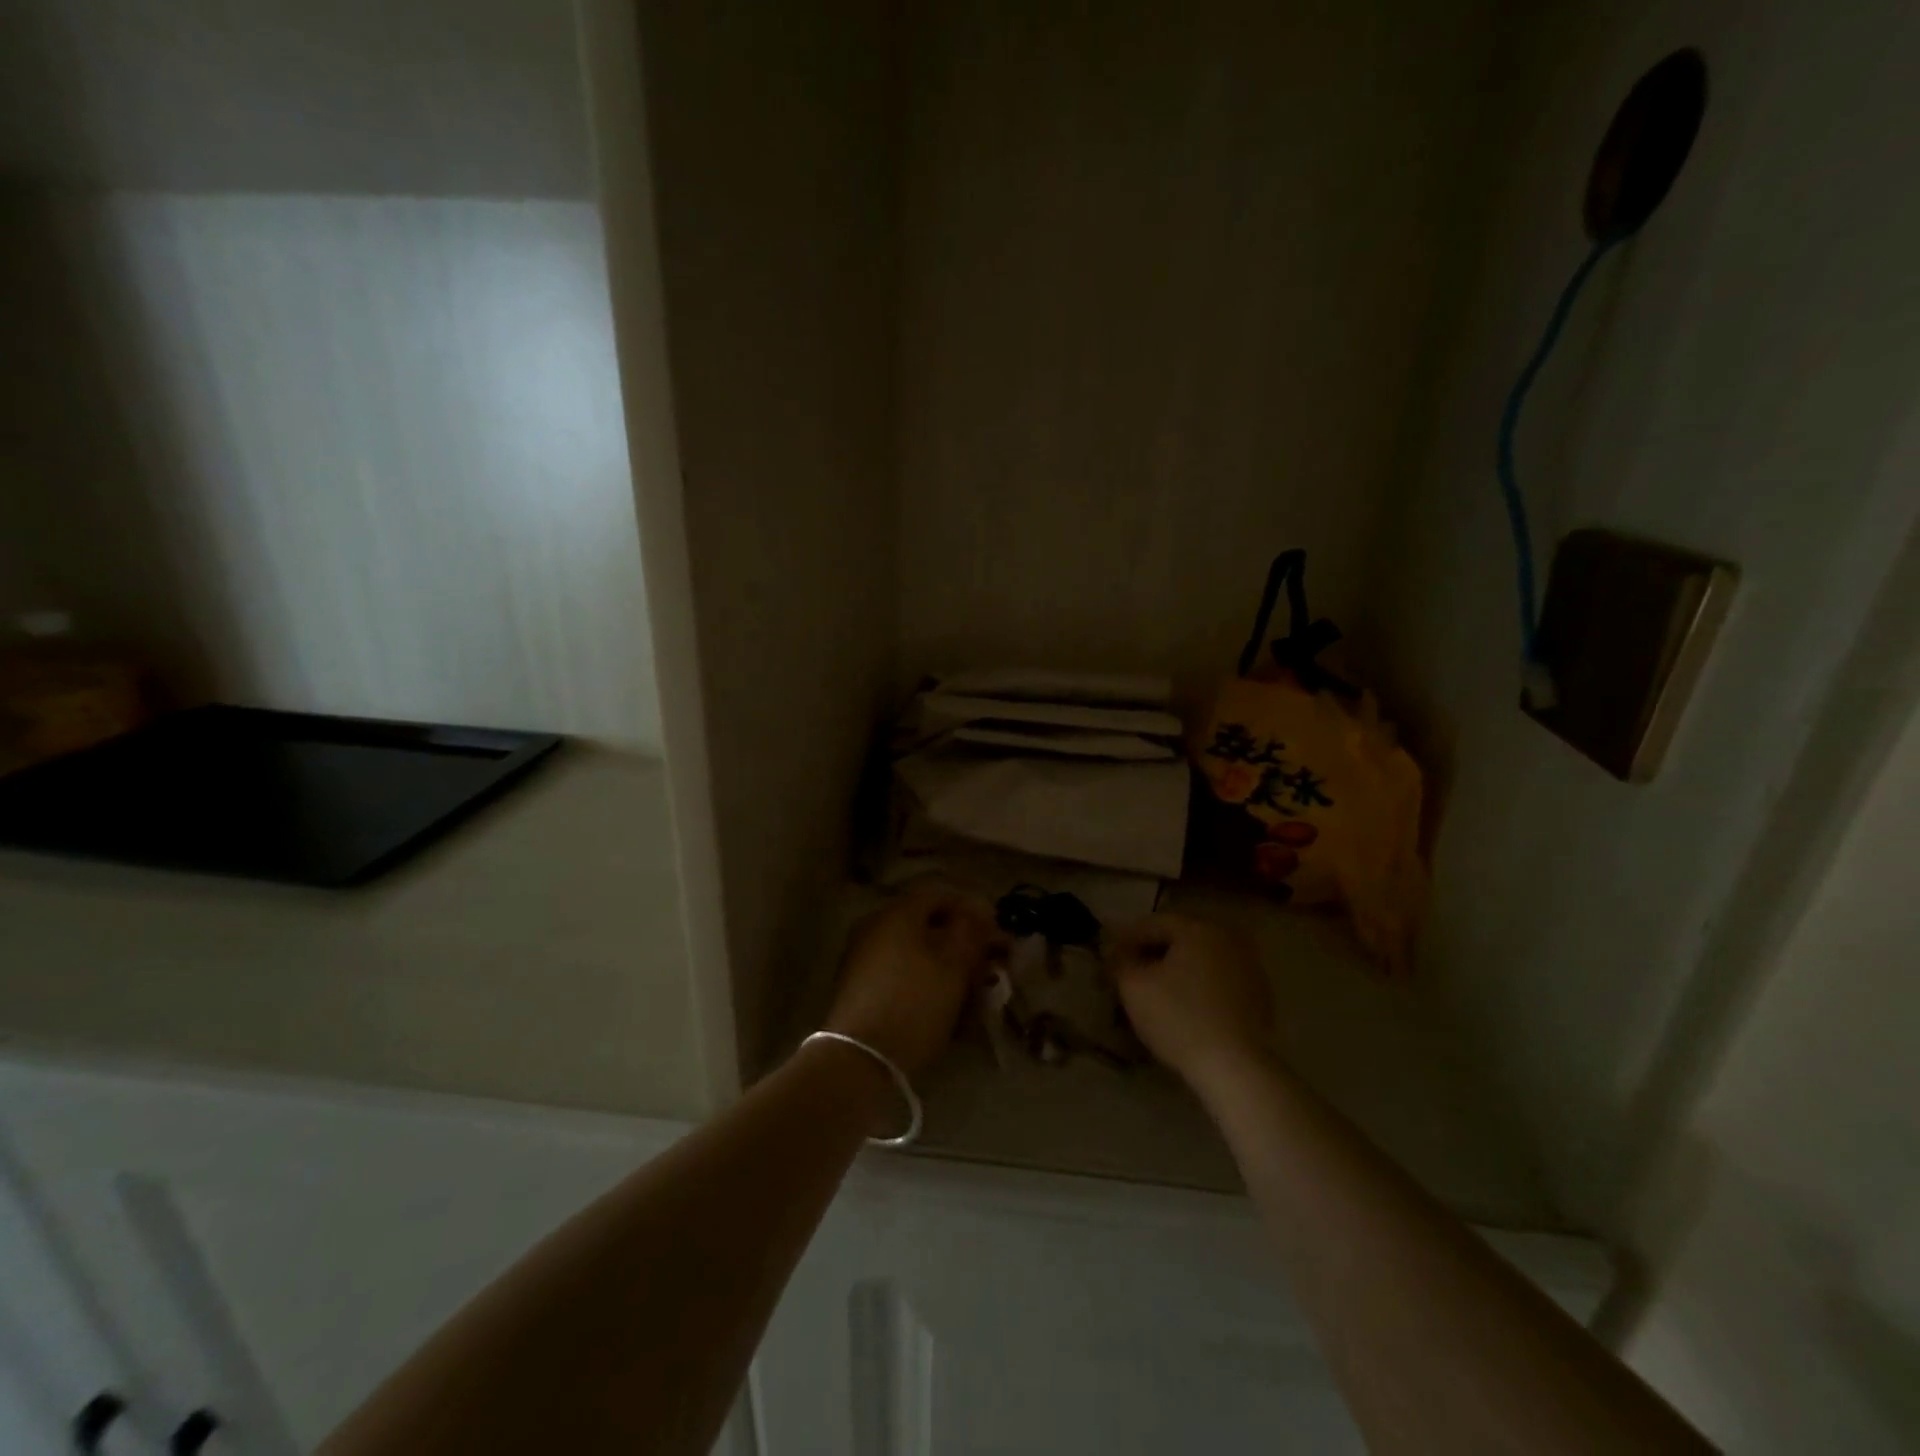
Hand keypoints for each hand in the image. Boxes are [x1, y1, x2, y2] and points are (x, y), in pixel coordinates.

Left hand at [824, 880, 1007, 1080]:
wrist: (861, 1059)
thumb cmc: (915, 1002)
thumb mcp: (954, 964)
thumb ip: (971, 930)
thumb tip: (979, 909)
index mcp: (897, 913)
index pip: (939, 892)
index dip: (972, 906)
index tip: (995, 931)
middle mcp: (875, 927)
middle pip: (926, 923)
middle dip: (961, 941)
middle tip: (987, 965)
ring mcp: (863, 958)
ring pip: (915, 951)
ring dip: (946, 966)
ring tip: (972, 993)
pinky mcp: (860, 989)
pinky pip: (901, 973)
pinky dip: (926, 983)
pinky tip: (946, 1009)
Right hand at [1108, 913, 1273, 1089]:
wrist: (1235, 1068)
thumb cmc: (1179, 1018)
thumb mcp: (1134, 986)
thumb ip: (1120, 962)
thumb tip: (1116, 954)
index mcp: (1198, 928)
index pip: (1152, 923)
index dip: (1125, 939)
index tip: (1108, 958)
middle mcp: (1227, 937)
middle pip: (1178, 938)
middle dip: (1151, 952)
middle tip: (1128, 972)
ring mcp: (1249, 966)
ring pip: (1199, 959)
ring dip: (1175, 969)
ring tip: (1153, 990)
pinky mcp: (1259, 995)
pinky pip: (1217, 980)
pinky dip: (1197, 985)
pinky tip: (1183, 1006)